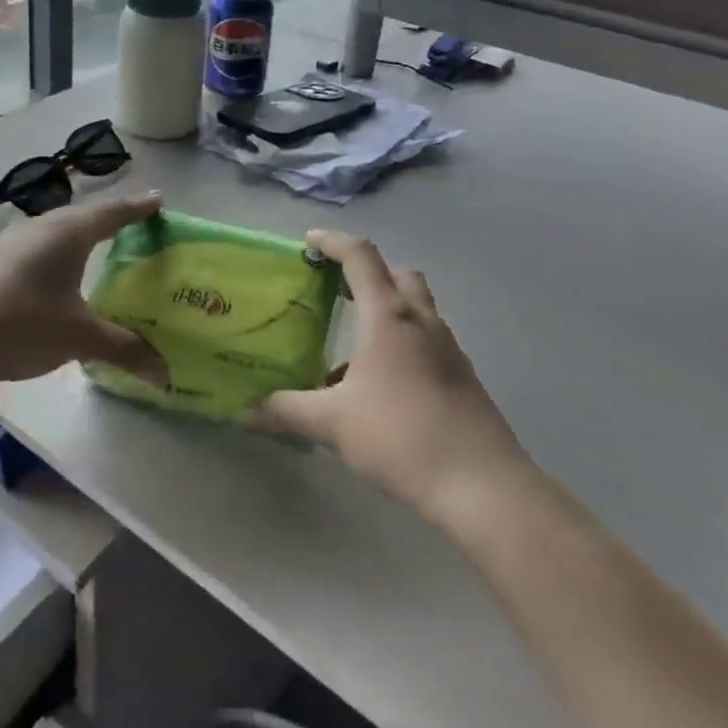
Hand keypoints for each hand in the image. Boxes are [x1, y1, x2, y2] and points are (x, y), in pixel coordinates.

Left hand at [0, 189, 167, 394]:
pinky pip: (36, 247)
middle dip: (110, 219)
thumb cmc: (21, 327)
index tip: (159, 200)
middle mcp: (41, 227)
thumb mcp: (79, 339)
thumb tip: (165, 374)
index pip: (113, 212)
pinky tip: (54, 278)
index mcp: (69, 233)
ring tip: (98, 248)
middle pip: (84, 216)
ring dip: (80, 236)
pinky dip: (56, 254)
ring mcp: (10, 242)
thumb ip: (124, 349)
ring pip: (56, 230)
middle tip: (135, 225)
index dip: (139, 207)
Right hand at [246, 230, 530, 521]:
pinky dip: (402, 343)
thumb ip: (286, 411)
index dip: (333, 242)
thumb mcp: (333, 424)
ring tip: (352, 341)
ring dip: (386, 309)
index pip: (361, 257)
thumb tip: (245, 412)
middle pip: (397, 274)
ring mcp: (448, 349)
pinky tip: (380, 384)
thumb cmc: (402, 437)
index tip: (309, 242)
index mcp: (389, 317)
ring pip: (416, 308)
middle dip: (366, 273)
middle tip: (335, 288)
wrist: (482, 485)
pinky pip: (426, 341)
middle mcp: (422, 321)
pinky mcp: (462, 377)